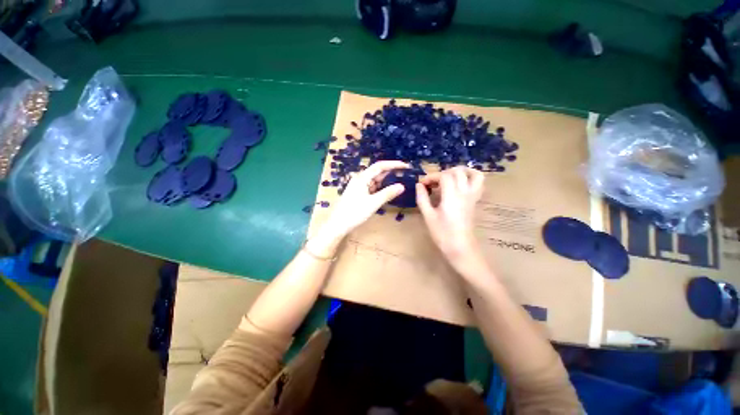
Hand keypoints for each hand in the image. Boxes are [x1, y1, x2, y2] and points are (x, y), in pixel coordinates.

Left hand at [322, 160, 409, 239]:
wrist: (337, 225)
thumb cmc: (354, 213)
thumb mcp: (373, 203)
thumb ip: (388, 193)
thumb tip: (402, 186)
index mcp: (362, 178)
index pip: (380, 166)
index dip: (393, 164)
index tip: (406, 166)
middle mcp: (360, 179)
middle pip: (378, 172)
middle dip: (391, 172)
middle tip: (406, 175)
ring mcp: (359, 187)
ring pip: (375, 181)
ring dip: (387, 181)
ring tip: (400, 182)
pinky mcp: (359, 194)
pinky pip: (372, 188)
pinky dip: (381, 189)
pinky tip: (388, 191)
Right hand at [416, 167, 485, 273]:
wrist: (460, 247)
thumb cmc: (442, 233)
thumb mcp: (428, 216)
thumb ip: (422, 198)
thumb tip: (419, 185)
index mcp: (451, 196)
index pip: (444, 176)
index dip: (431, 176)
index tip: (422, 184)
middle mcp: (464, 192)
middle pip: (457, 171)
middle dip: (443, 173)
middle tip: (433, 183)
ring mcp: (472, 196)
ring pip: (473, 174)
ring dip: (460, 171)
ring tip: (448, 177)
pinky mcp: (475, 201)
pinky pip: (478, 183)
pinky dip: (470, 178)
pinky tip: (459, 184)